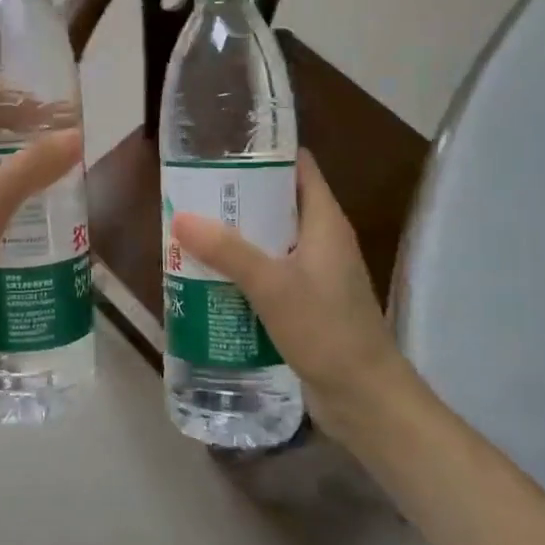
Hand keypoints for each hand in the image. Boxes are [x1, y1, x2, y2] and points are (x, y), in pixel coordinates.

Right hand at [171, 152, 402, 415]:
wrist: (365, 399)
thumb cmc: (326, 331)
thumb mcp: (272, 286)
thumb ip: (228, 251)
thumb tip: (180, 217)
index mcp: (325, 221)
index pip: (299, 166)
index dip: (265, 151)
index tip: (223, 146)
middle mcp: (322, 239)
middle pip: (279, 200)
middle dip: (239, 194)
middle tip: (194, 189)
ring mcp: (315, 271)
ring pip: (272, 237)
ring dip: (238, 232)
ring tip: (193, 226)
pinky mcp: (306, 299)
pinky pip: (270, 268)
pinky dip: (244, 265)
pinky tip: (211, 272)